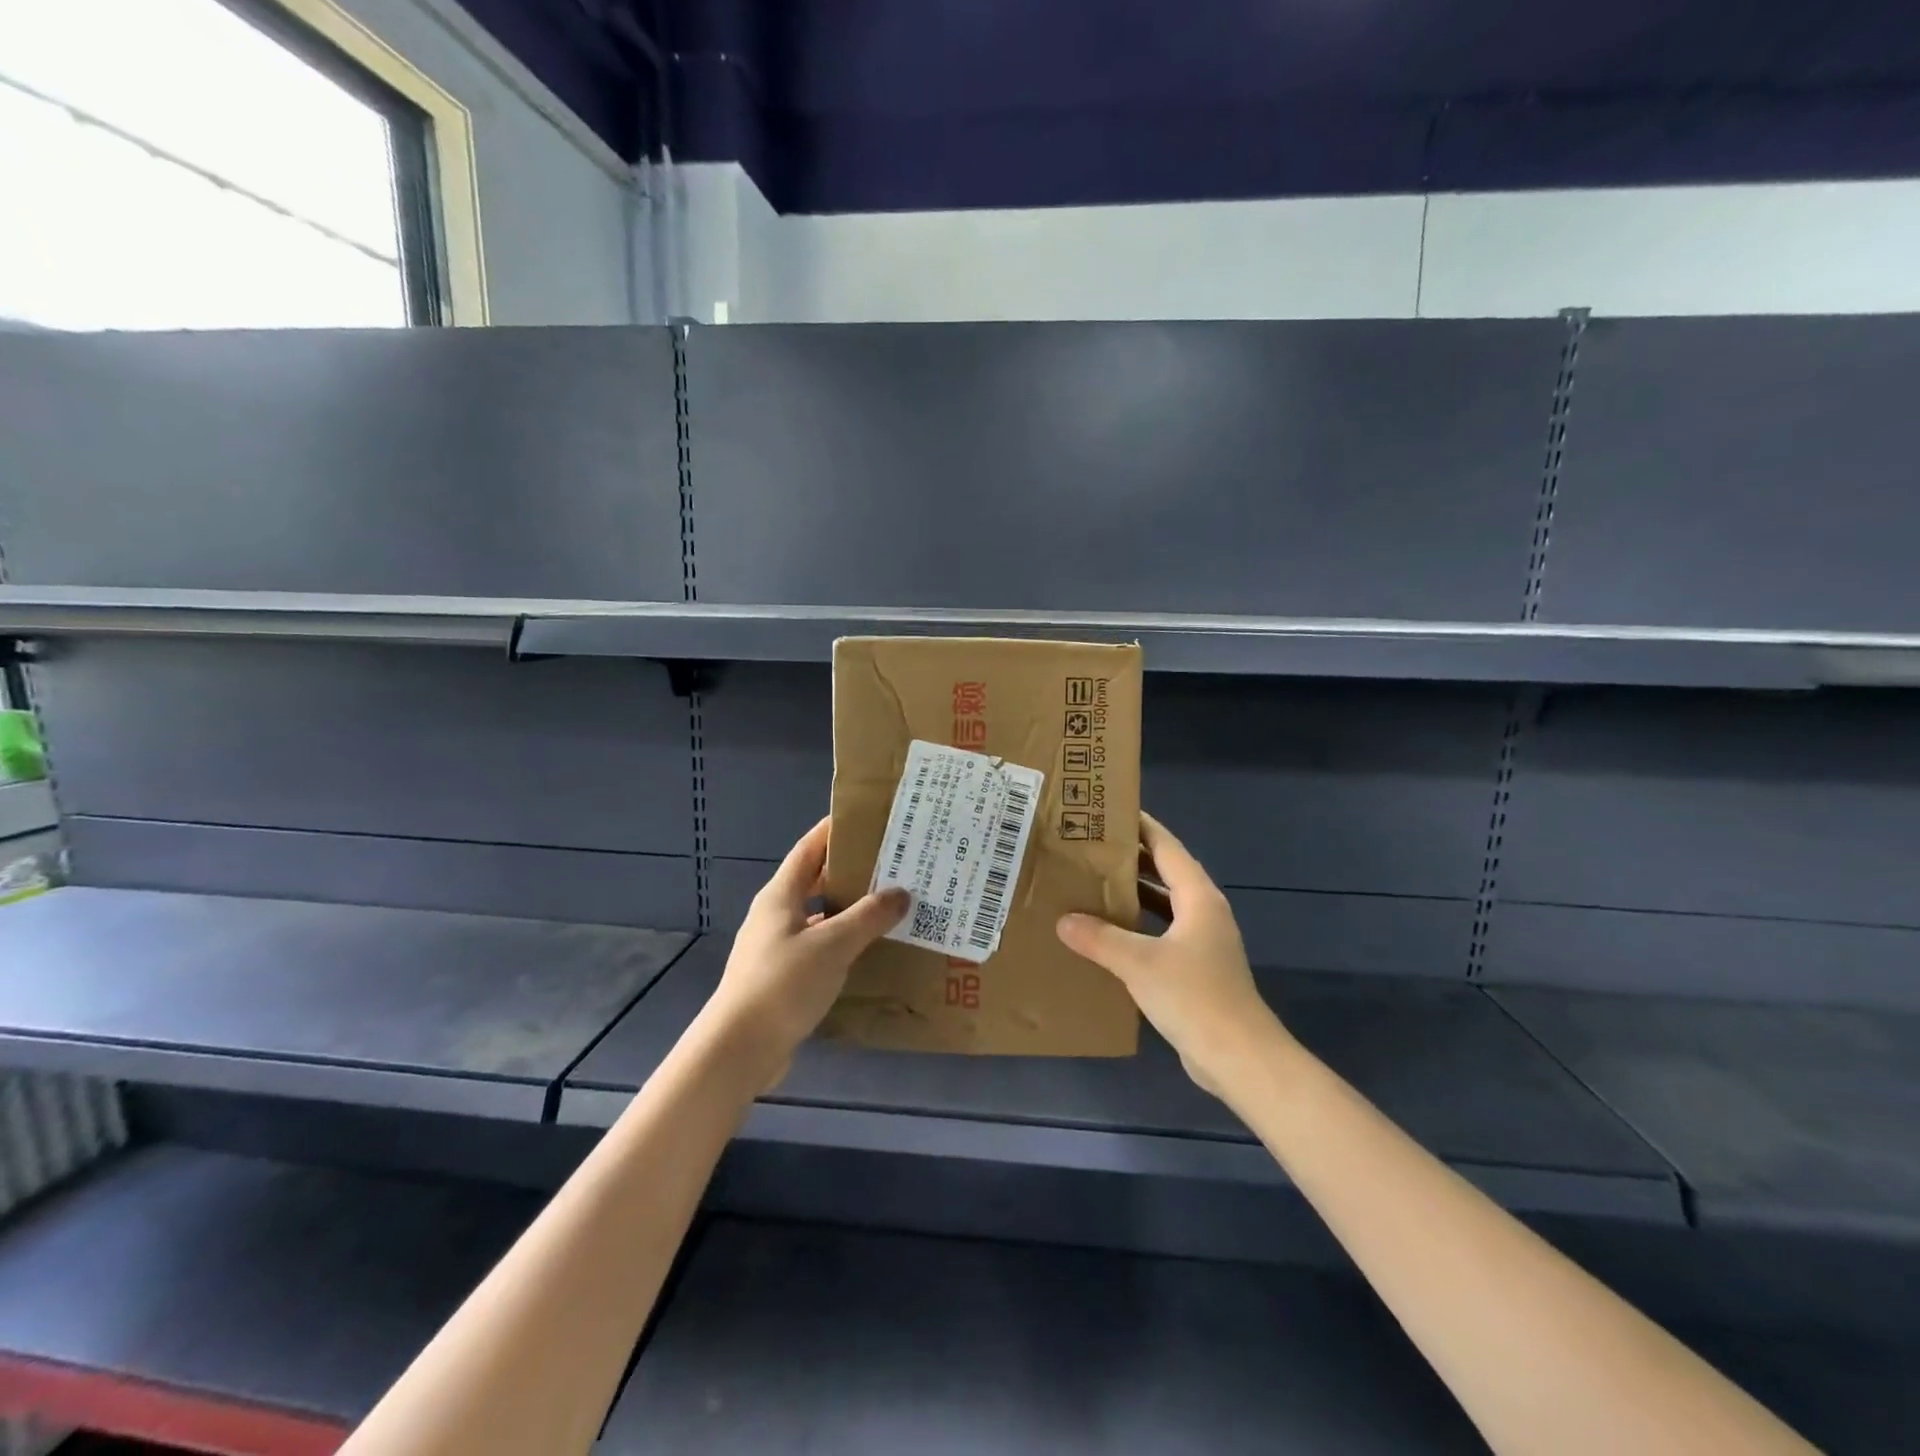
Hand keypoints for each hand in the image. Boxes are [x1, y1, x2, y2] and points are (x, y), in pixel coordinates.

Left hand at [705, 817, 908, 1091]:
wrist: (739, 1049)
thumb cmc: (782, 984)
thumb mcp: (832, 945)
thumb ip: (868, 917)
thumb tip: (900, 893)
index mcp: (781, 895)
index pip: (809, 849)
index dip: (834, 831)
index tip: (868, 819)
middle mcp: (777, 915)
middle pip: (816, 880)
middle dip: (851, 870)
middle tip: (893, 863)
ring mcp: (778, 947)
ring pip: (820, 916)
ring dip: (850, 909)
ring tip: (891, 904)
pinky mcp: (784, 976)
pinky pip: (820, 947)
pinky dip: (844, 942)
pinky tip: (871, 950)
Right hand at [1057, 812, 1283, 1094]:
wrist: (1238, 1057)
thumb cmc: (1194, 997)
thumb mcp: (1139, 962)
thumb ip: (1100, 938)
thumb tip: (1064, 920)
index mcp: (1198, 897)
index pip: (1167, 847)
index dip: (1142, 826)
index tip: (1110, 812)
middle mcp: (1203, 912)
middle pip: (1165, 873)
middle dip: (1131, 859)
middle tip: (1090, 847)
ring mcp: (1202, 942)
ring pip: (1163, 905)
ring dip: (1133, 894)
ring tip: (1092, 884)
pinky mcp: (1196, 970)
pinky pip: (1161, 934)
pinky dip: (1137, 927)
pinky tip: (1107, 935)